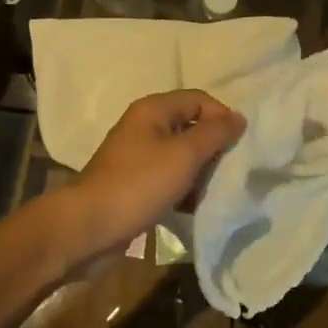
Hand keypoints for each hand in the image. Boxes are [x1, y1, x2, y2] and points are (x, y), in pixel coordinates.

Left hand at [57, 89, 245, 263]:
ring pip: (181, 156)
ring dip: (200, 171)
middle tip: (230, 170)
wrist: (89, 227)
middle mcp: (144, 127)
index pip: (198, 99)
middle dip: (213, 147)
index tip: (239, 145)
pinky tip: (196, 207)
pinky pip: (169, 179)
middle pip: (190, 127)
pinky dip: (184, 190)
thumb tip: (238, 117)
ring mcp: (138, 157)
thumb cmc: (139, 184)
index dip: (221, 116)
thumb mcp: (183, 155)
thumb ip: (214, 134)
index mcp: (153, 110)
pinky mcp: (135, 185)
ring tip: (216, 191)